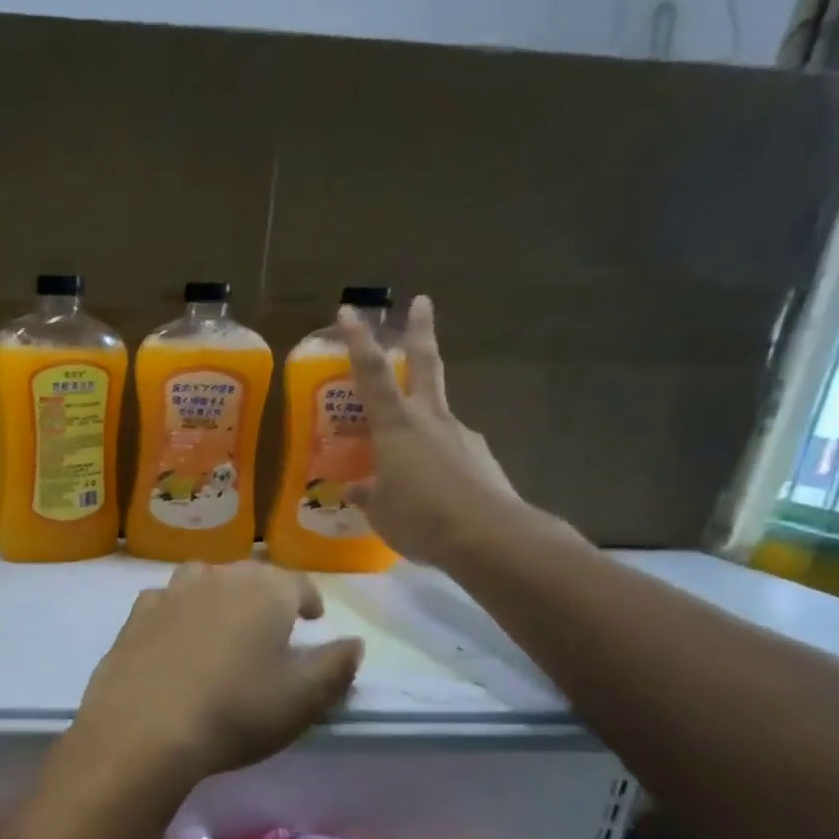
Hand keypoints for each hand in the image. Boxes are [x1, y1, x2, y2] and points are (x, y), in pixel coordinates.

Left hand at [71, 562, 363, 787]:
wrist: (145, 728)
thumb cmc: (236, 712)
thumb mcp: (304, 699)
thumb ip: (336, 666)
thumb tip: (353, 643)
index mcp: (265, 591)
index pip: (297, 583)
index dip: (309, 599)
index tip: (313, 617)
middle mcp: (217, 579)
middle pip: (248, 575)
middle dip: (265, 593)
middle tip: (270, 622)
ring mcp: (170, 593)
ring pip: (202, 578)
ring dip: (218, 593)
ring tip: (222, 621)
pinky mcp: (135, 616)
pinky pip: (164, 600)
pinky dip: (177, 610)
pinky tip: (175, 634)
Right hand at [336, 295, 522, 565]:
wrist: (489, 537)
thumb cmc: (420, 517)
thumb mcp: (378, 510)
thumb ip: (367, 494)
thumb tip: (357, 488)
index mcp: (396, 426)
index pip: (372, 374)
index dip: (358, 342)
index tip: (349, 311)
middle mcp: (431, 420)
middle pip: (425, 364)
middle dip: (419, 332)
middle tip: (422, 301)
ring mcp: (462, 436)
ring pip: (437, 415)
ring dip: (422, 420)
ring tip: (404, 459)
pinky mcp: (481, 460)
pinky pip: (450, 452)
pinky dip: (437, 461)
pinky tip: (432, 489)